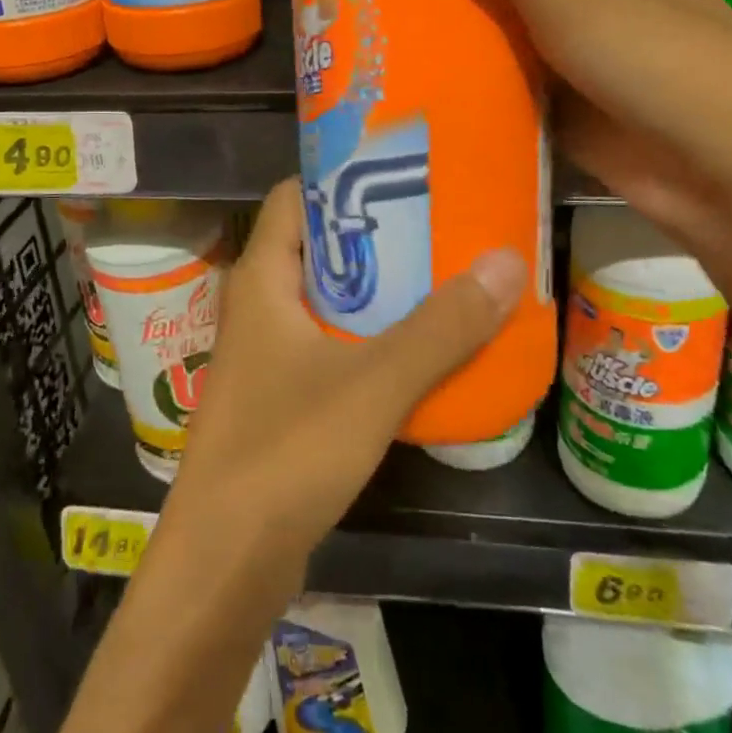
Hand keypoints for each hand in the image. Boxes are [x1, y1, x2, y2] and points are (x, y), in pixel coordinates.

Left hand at [164, 180, 525, 572]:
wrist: (225, 563)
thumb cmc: (287, 451)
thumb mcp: (375, 382)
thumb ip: (441, 326)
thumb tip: (506, 260)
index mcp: (262, 278)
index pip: (294, 197)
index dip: (341, 176)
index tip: (401, 169)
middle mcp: (259, 306)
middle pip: (319, 246)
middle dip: (377, 235)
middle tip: (442, 222)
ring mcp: (268, 355)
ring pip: (328, 300)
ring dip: (380, 290)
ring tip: (444, 275)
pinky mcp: (282, 398)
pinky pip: (332, 346)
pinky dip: (372, 337)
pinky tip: (421, 348)